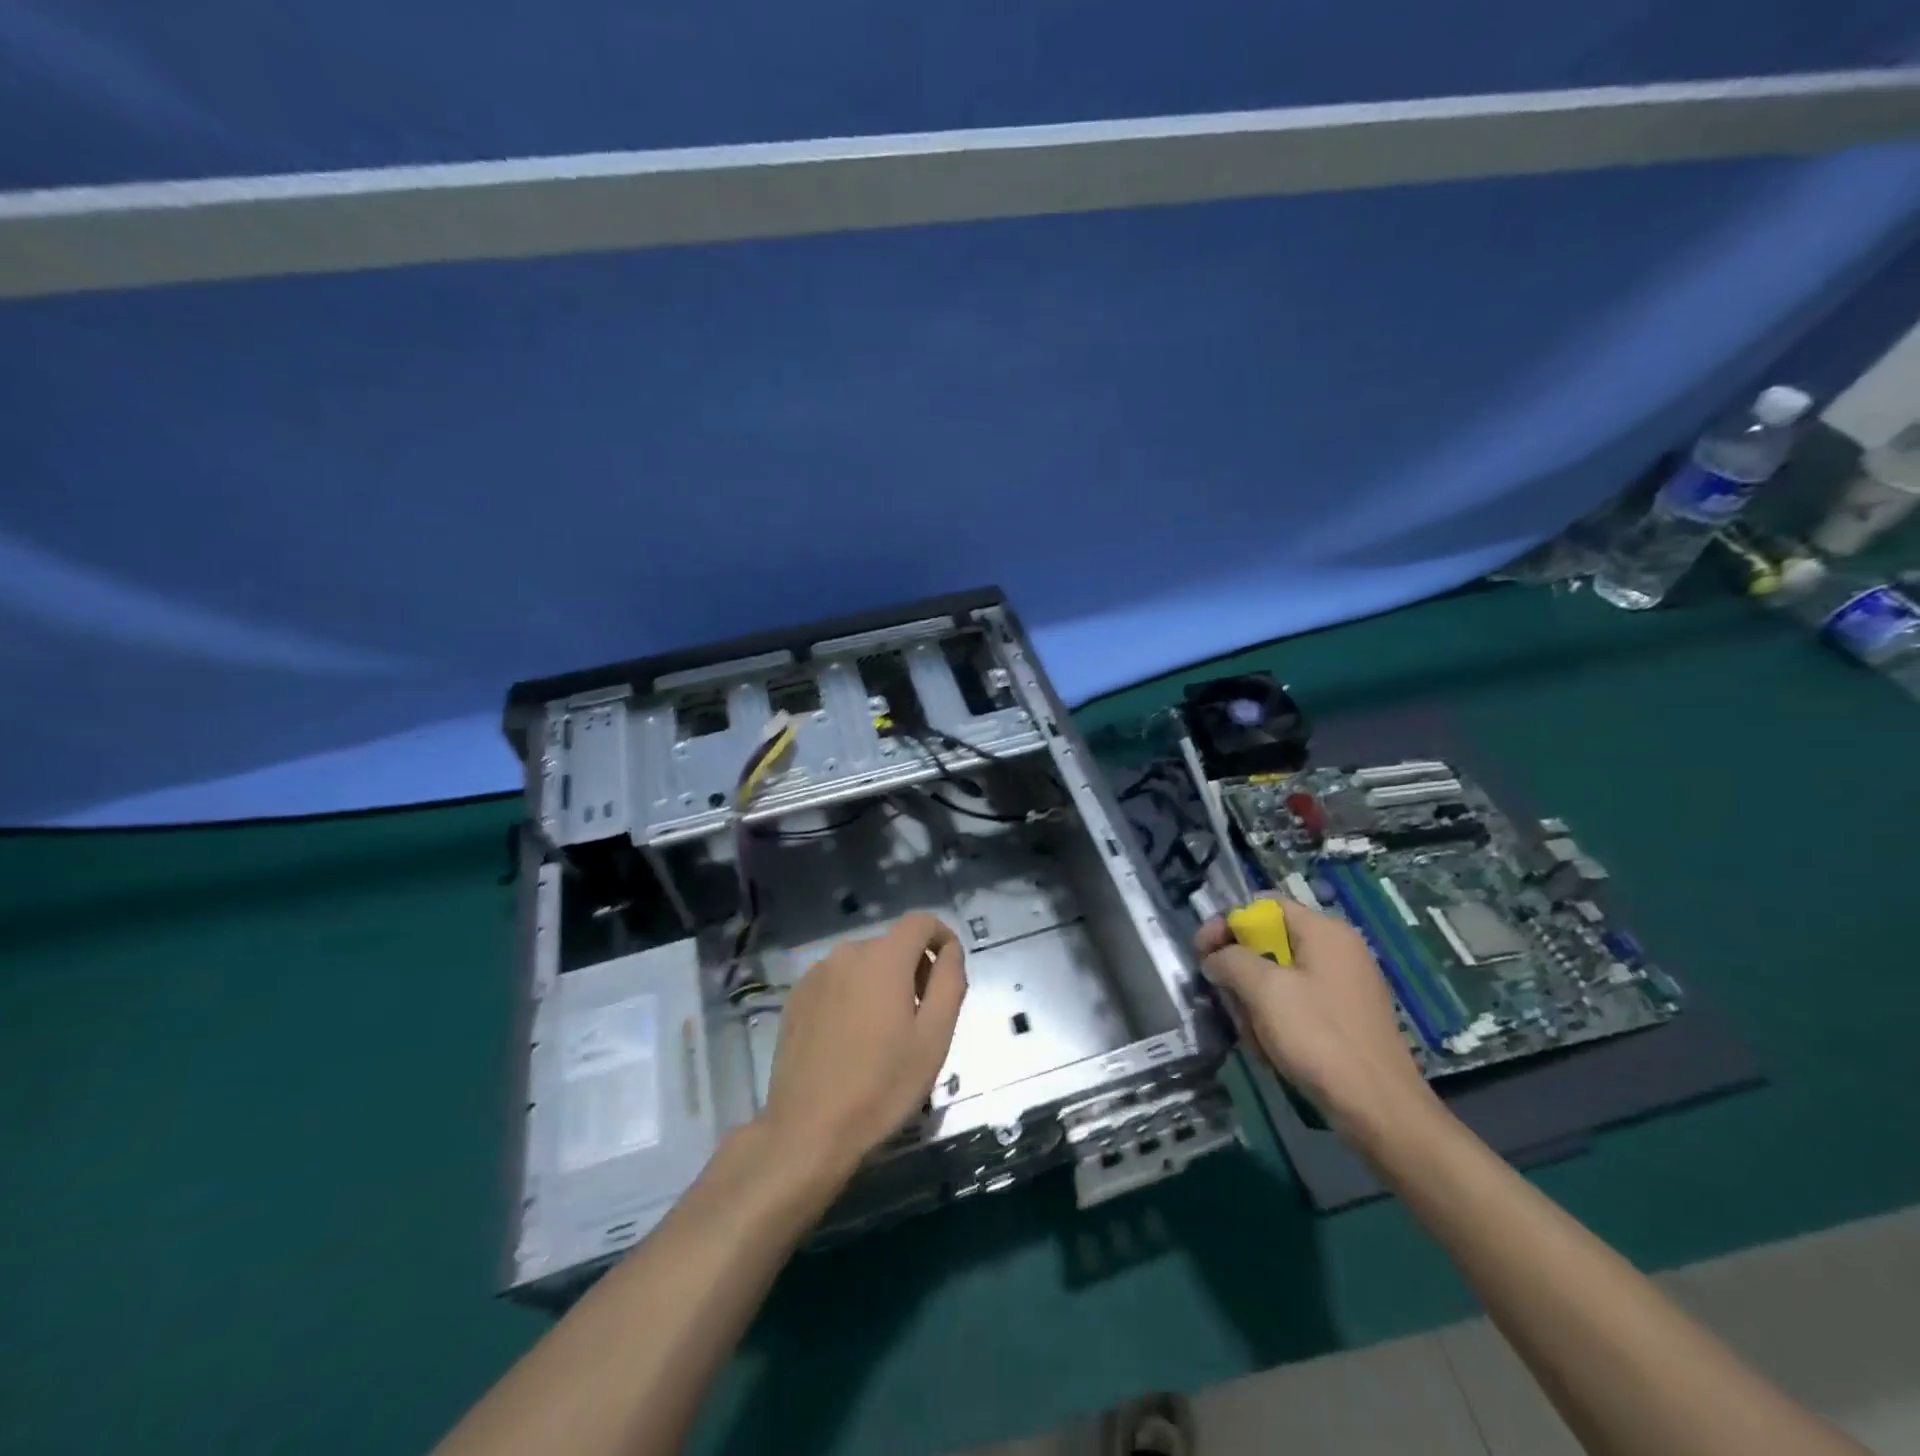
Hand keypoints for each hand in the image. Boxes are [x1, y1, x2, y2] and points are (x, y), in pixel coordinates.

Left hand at [760, 911, 966, 1182]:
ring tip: (884, 1035)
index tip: (949, 972)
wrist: (808, 1129)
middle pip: (892, 944)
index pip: (921, 921)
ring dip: (882, 984)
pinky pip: (837, 982)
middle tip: (921, 1019)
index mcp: (884, 957)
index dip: (942, 938)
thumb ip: (949, 981)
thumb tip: (950, 950)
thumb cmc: (882, 1085)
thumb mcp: (934, 1037)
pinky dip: (853, 996)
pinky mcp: (796, 998)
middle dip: (914, 969)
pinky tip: (851, 1040)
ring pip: (864, 964)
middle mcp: (847, 953)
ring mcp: (816, 974)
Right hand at [1196, 894, 1442, 1151]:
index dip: (1226, 923)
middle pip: (1269, 941)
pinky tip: (1271, 1048)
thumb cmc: (1319, 1037)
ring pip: (1279, 975)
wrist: (1379, 1109)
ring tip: (1251, 1033)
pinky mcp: (1346, 1016)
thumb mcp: (1264, 990)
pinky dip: (1276, 1018)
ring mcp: (1345, 984)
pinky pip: (1298, 1002)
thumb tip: (1215, 959)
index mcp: (1324, 931)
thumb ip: (1230, 960)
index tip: (1202, 953)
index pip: (1263, 905)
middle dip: (1240, 969)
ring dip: (1254, 1000)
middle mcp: (1338, 949)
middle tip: (1225, 998)